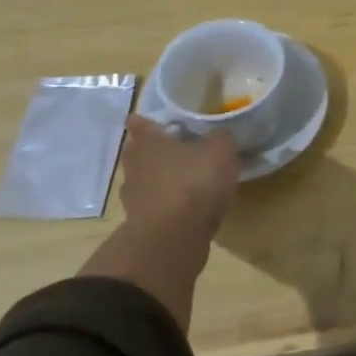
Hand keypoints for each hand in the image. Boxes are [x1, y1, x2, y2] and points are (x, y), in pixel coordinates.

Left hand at [118, 116, 239, 243]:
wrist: (174, 236)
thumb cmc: (193, 181)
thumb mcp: (219, 151)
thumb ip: (220, 138)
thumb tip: (219, 133)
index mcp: (149, 143)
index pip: (139, 124)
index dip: (144, 121)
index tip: (146, 119)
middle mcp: (135, 167)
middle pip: (137, 154)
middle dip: (151, 151)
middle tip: (172, 149)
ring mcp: (135, 199)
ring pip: (145, 182)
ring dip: (160, 181)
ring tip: (184, 182)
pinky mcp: (143, 225)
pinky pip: (157, 208)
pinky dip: (169, 206)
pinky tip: (188, 208)